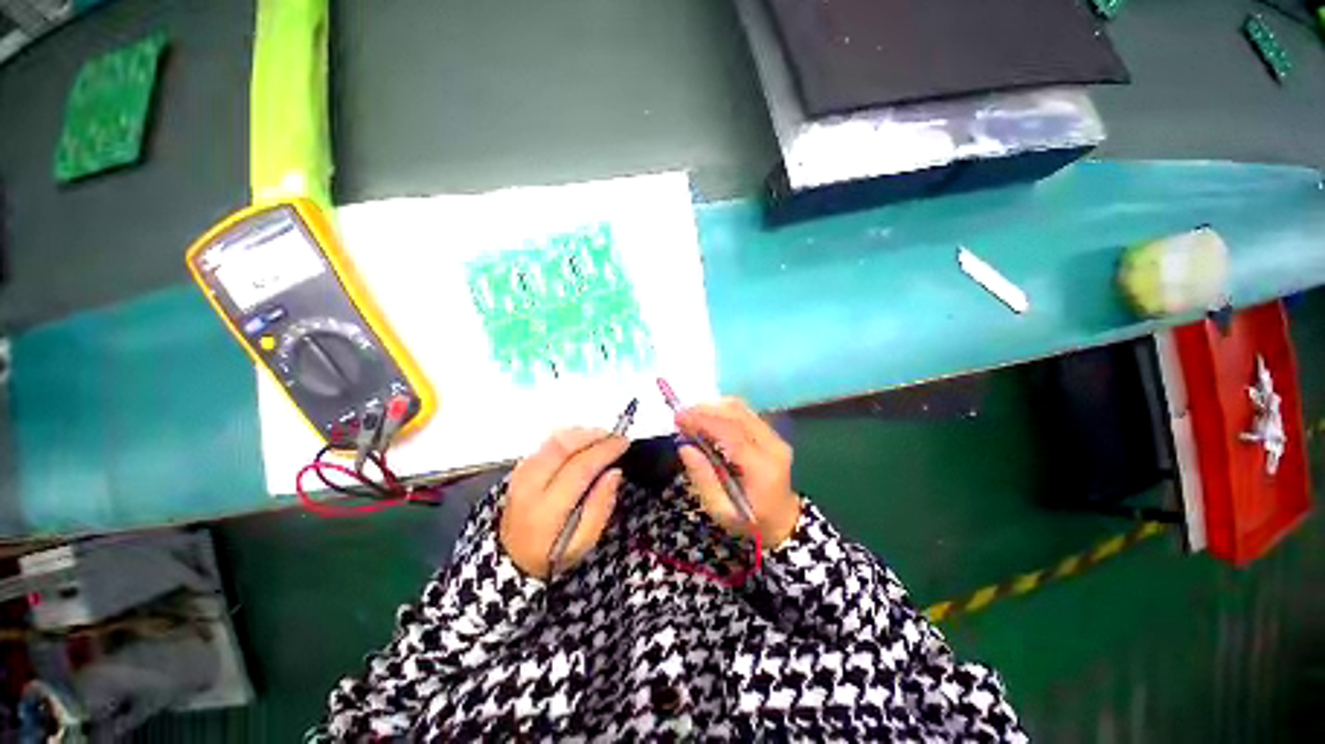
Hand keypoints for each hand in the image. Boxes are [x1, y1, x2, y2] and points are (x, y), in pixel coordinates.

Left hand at [500, 427, 628, 578]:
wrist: (511, 560)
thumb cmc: (552, 554)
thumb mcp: (583, 542)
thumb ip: (600, 507)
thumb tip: (614, 473)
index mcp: (546, 510)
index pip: (579, 468)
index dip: (604, 451)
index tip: (623, 443)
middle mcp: (529, 487)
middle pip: (563, 447)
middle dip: (593, 436)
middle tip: (614, 435)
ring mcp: (520, 475)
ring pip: (553, 441)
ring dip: (581, 434)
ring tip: (602, 437)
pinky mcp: (518, 468)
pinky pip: (546, 443)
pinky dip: (568, 438)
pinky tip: (582, 443)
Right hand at [675, 398, 800, 548]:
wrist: (782, 520)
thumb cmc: (749, 521)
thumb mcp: (721, 511)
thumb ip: (702, 478)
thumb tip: (684, 446)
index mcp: (762, 469)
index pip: (731, 433)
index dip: (703, 421)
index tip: (678, 418)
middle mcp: (772, 446)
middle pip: (737, 414)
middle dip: (704, 410)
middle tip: (680, 416)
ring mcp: (775, 436)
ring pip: (741, 408)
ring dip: (712, 407)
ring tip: (691, 416)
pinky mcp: (771, 432)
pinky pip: (744, 412)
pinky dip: (722, 410)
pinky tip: (707, 419)